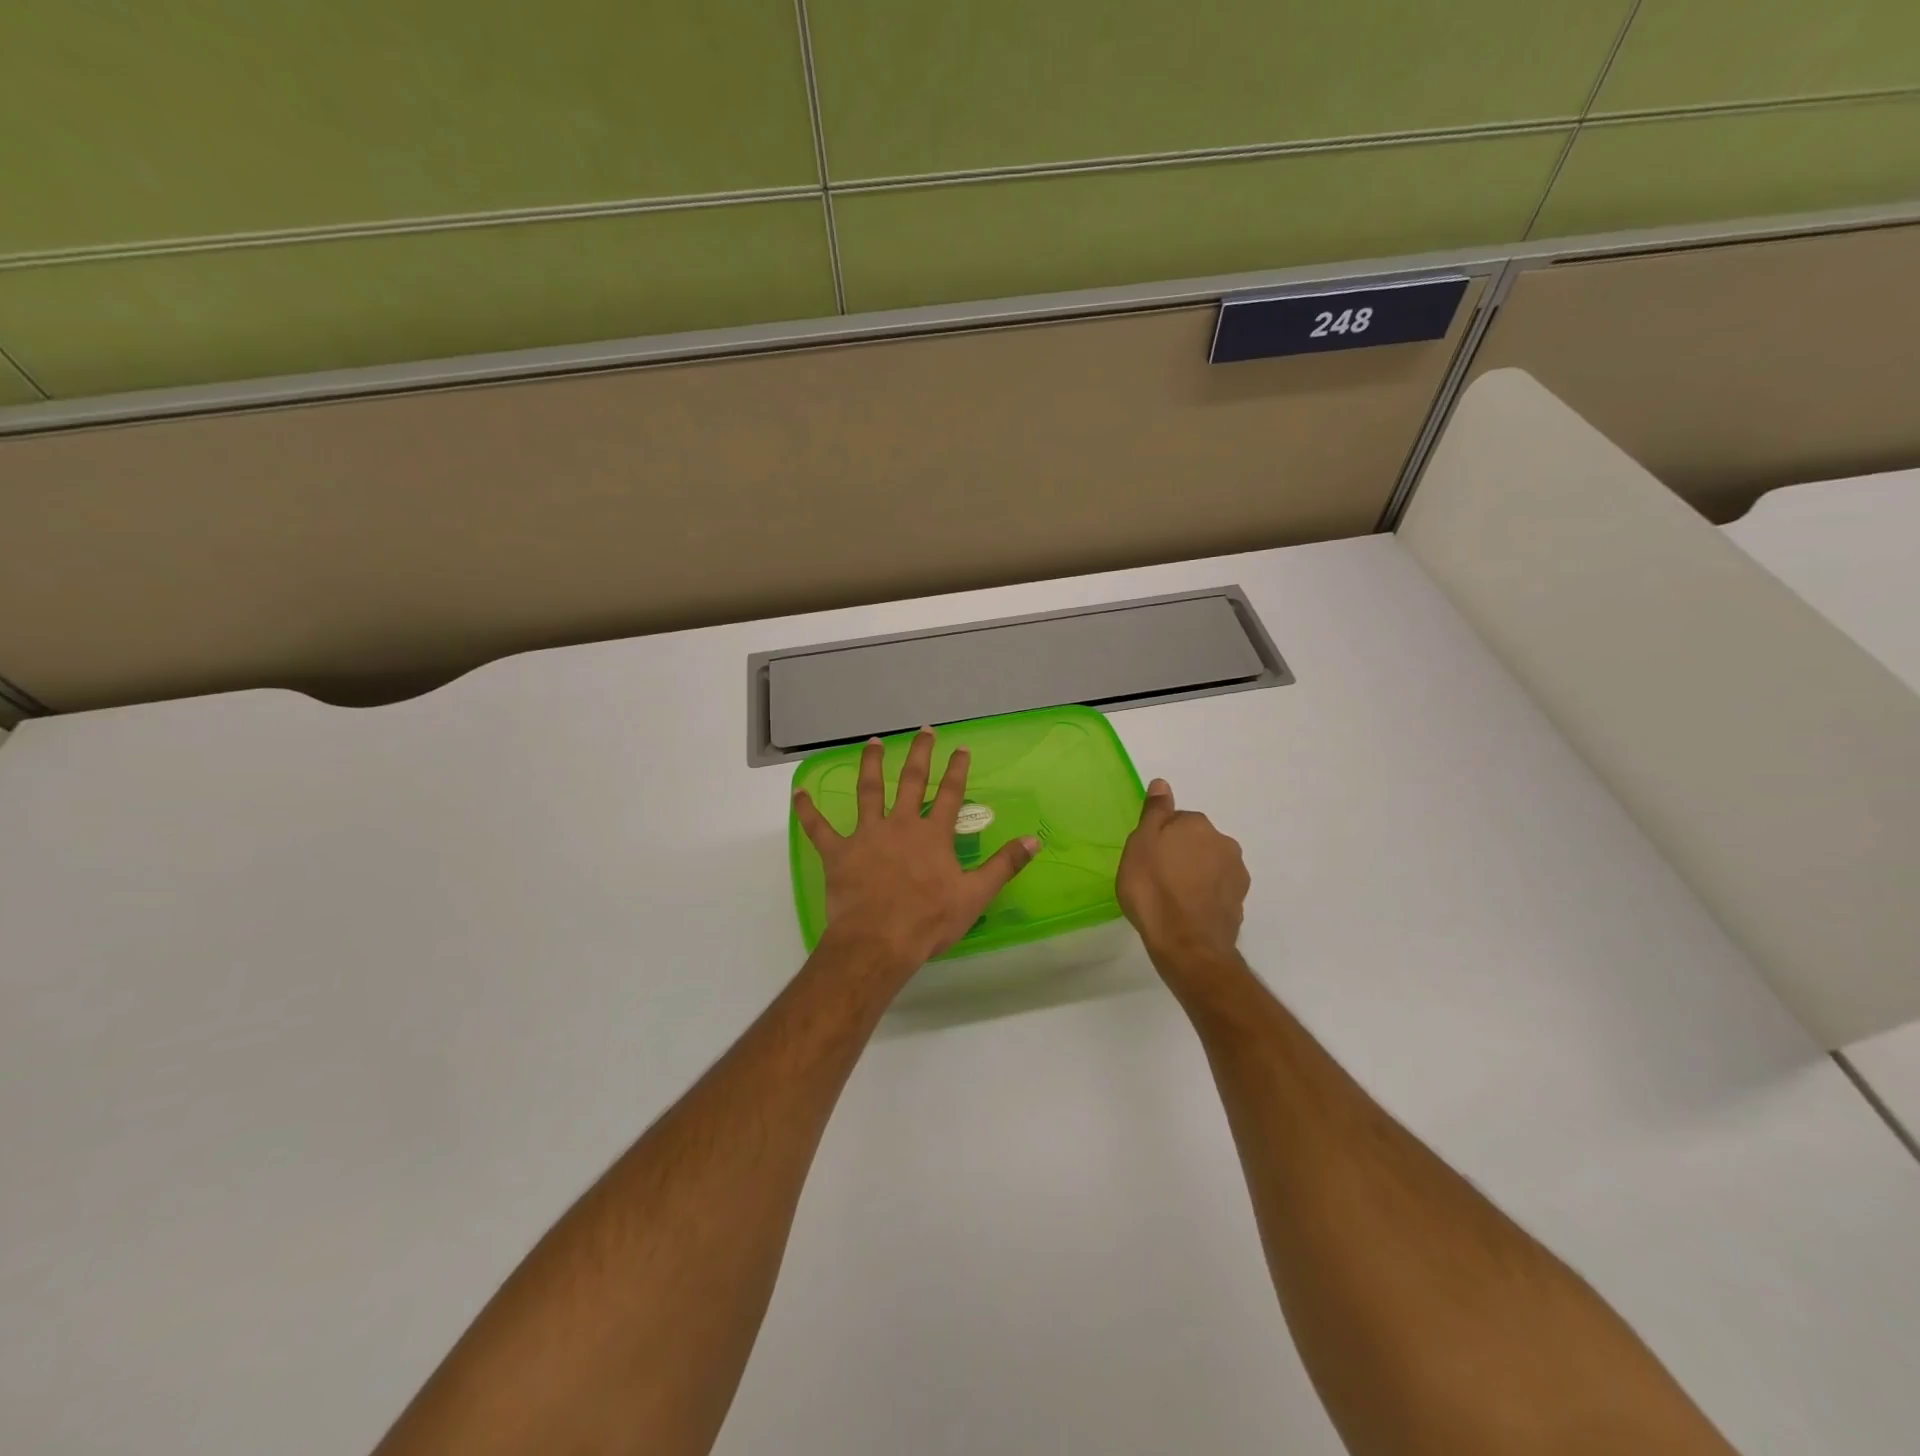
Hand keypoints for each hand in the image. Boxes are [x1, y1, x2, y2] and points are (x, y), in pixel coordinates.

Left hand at [794, 728, 1040, 975]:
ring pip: (867, 791)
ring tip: (873, 742)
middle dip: (918, 754)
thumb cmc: (929, 921)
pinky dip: (808, 811)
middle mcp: (900, 825)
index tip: (961, 747)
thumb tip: (1034, 839)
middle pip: (910, 782)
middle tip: (923, 730)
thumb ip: (1004, 865)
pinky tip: (798, 793)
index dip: (956, 769)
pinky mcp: (838, 853)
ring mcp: (866, 835)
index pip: (950, 794)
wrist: (879, 941)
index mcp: (932, 834)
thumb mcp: (975, 895)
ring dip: (870, 765)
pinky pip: (819, 828)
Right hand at [1117, 779, 1249, 965]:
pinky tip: (1188, 911)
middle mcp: (1224, 842)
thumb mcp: (1141, 844)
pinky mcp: (1240, 902)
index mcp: (1197, 824)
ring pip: (1209, 865)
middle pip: (1196, 841)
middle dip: (1181, 854)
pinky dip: (1205, 895)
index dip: (1159, 838)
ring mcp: (1236, 873)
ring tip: (1173, 898)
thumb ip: (1155, 812)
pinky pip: (1217, 890)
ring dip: (1195, 874)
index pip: (1176, 821)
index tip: (1147, 858)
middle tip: (1157, 877)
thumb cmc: (1153, 889)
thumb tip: (1162, 783)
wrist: (1186, 943)